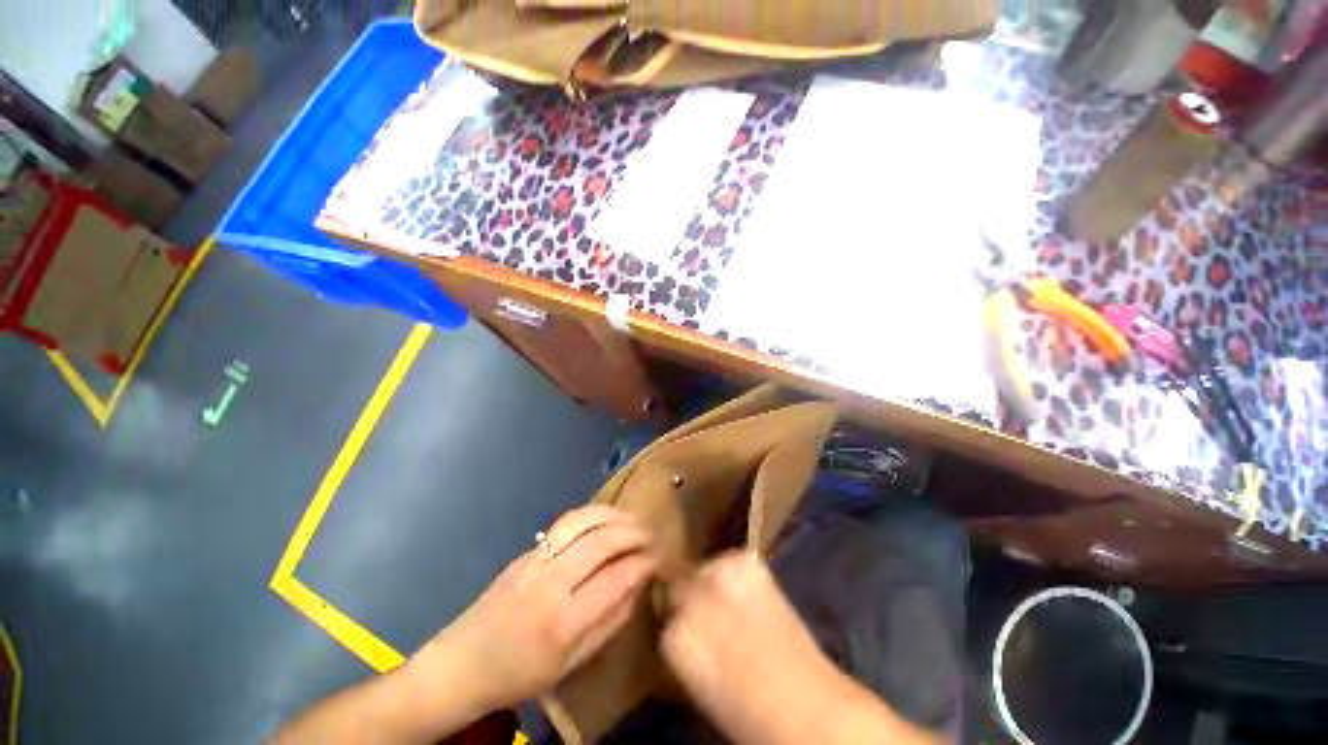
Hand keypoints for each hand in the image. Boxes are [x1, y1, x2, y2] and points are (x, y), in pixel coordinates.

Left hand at [410, 506, 656, 711]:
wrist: (462, 663)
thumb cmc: (520, 674)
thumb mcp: (570, 664)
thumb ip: (610, 622)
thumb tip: (638, 586)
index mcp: (563, 622)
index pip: (616, 578)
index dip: (643, 563)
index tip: (659, 558)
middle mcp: (550, 582)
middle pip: (601, 542)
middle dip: (633, 532)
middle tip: (651, 534)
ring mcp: (536, 560)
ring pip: (583, 522)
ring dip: (613, 515)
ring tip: (633, 518)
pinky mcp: (527, 550)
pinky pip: (566, 523)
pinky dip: (593, 514)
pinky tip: (606, 517)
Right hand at [661, 551, 829, 728]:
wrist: (807, 706)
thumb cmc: (746, 710)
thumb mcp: (697, 679)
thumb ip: (684, 642)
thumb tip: (683, 621)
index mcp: (675, 638)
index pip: (664, 610)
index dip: (681, 617)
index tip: (692, 625)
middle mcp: (693, 598)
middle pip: (682, 580)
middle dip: (693, 594)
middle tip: (711, 611)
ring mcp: (721, 575)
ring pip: (707, 567)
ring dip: (715, 580)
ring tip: (734, 602)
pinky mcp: (749, 562)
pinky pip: (734, 559)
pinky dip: (739, 572)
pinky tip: (751, 593)